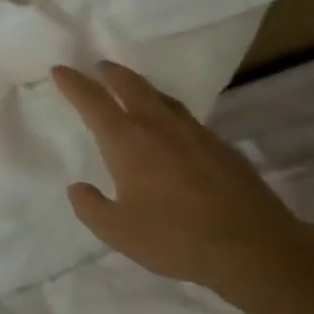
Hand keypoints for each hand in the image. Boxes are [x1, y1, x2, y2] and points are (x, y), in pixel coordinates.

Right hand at [52, 61, 313, 305]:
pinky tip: (172, 127)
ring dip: (142, 87)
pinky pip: (186, 118)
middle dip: (111, 73)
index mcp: (127, 141)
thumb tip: (78, 188)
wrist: (252, 247)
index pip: (93, 102)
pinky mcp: (222, 147)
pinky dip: (169, 111)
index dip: (74, 83)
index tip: (60, 69)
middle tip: (99, 66)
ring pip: (162, 98)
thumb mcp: (117, 231)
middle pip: (131, 86)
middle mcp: (159, 127)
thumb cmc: (174, 238)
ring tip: (133, 88)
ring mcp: (195, 133)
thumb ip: (90, 207)